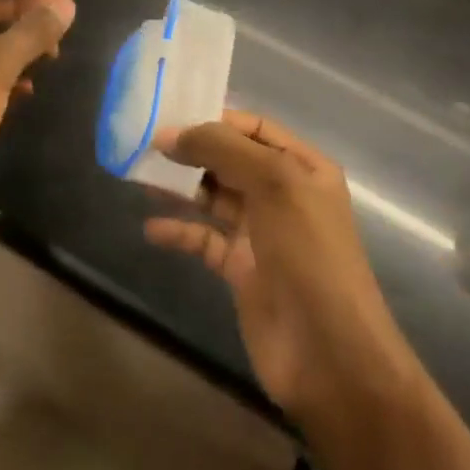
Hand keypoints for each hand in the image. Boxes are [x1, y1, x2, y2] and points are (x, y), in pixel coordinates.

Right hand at [145, 111, 415, 419]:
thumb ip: (224, 150)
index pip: (254, 128)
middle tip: (145, 144)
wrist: (329, 352)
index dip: (214, 119)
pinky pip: (205, 240)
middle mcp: (283, 194)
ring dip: (181, 187)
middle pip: (231, 160)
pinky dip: (180, 231)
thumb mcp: (275, 185)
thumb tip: (172, 133)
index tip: (169, 116)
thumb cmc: (309, 254)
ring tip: (140, 177)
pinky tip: (152, 229)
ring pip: (214, 197)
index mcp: (303, 167)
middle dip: (192, 151)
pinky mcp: (241, 269)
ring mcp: (262, 233)